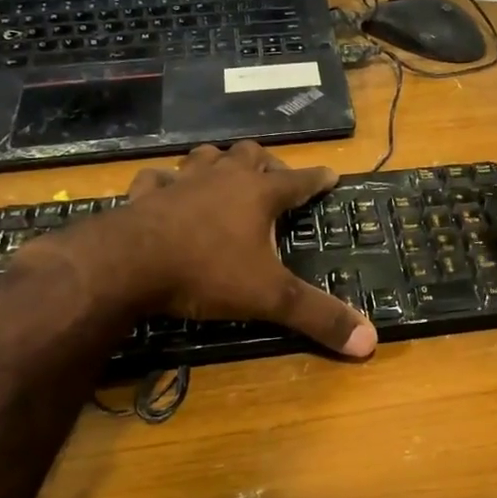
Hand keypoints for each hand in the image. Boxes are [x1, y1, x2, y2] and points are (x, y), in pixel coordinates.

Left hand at [23, 142, 376, 356]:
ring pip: (205, 158)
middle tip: (274, 178)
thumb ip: (318, 317)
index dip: (318, 178)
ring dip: (219, 162)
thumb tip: (370, 341)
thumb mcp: (270, 298)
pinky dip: (167, 183)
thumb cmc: (206, 273)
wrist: (126, 265)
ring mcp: (180, 183)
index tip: (332, 173)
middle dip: (267, 163)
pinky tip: (165, 191)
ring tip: (225, 173)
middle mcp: (222, 179)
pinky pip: (157, 179)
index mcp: (258, 195)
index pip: (299, 180)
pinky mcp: (143, 195)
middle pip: (250, 156)